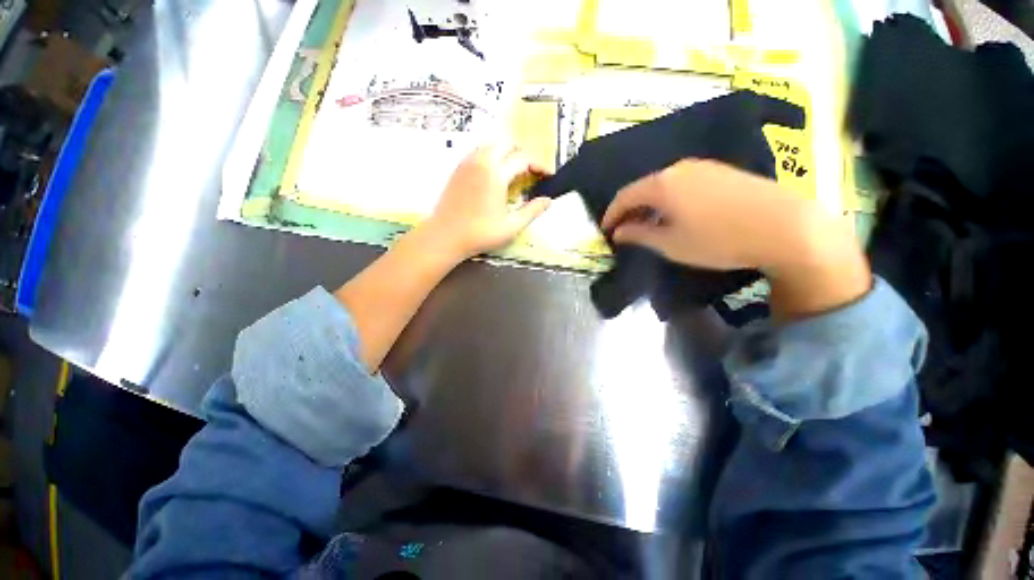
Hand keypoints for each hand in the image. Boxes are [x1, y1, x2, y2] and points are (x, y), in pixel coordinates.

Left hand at [423, 143, 552, 259]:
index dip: (539, 165)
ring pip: (491, 145)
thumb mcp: (511, 226)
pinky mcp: (458, 169)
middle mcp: (481, 162)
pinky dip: (491, 156)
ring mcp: (467, 163)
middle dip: (522, 154)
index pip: (523, 159)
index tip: (548, 175)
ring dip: (506, 153)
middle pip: (506, 144)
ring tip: (513, 171)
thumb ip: (532, 211)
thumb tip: (548, 200)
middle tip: (530, 171)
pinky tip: (494, 174)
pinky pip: (478, 152)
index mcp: (496, 174)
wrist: (445, 236)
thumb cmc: (480, 233)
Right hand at [601, 159, 870, 319]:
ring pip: (664, 184)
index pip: (625, 196)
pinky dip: (671, 198)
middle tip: (625, 229)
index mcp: (661, 184)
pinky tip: (677, 214)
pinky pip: (684, 183)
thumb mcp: (670, 244)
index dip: (611, 214)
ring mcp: (703, 166)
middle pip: (644, 187)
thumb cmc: (717, 240)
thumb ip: (639, 235)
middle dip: (630, 209)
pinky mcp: (722, 171)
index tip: (605, 231)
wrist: (785, 227)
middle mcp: (679, 168)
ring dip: (651, 204)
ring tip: (649, 224)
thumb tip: (618, 232)